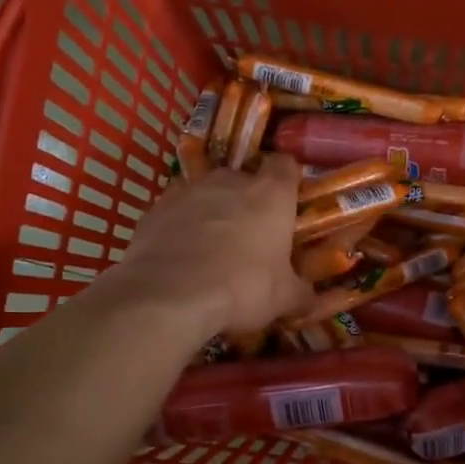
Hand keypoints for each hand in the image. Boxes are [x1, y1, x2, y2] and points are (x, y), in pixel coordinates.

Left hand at [112, 154, 312, 337]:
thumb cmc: (242, 288)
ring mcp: (188, 190)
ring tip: (212, 247)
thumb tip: (309, 297)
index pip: (284, 165)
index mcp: (271, 193)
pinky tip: (181, 254)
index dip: (287, 180)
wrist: (169, 296)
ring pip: (207, 193)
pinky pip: (176, 210)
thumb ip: (301, 291)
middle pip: (243, 178)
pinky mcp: (156, 207)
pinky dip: (181, 225)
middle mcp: (230, 180)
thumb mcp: (284, 298)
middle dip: (247, 201)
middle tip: (250, 235)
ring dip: (212, 211)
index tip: (287, 202)